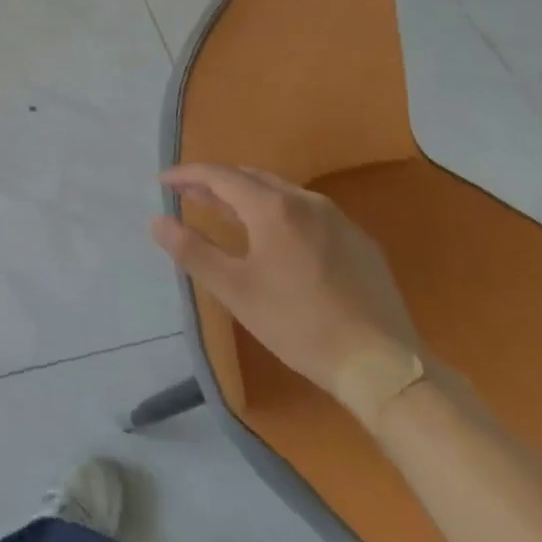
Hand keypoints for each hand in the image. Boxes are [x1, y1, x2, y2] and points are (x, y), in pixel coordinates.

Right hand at [151, 164, 422, 423]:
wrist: (384, 366)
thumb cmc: (299, 325)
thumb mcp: (236, 291)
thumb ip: (193, 251)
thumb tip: (157, 220)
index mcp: (272, 207)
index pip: (220, 175)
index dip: (187, 175)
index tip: (163, 182)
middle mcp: (305, 200)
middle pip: (251, 177)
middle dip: (216, 183)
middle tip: (190, 196)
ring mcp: (338, 219)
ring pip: (281, 192)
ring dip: (248, 196)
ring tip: (227, 213)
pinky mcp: (360, 241)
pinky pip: (308, 212)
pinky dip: (279, 213)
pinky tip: (276, 239)